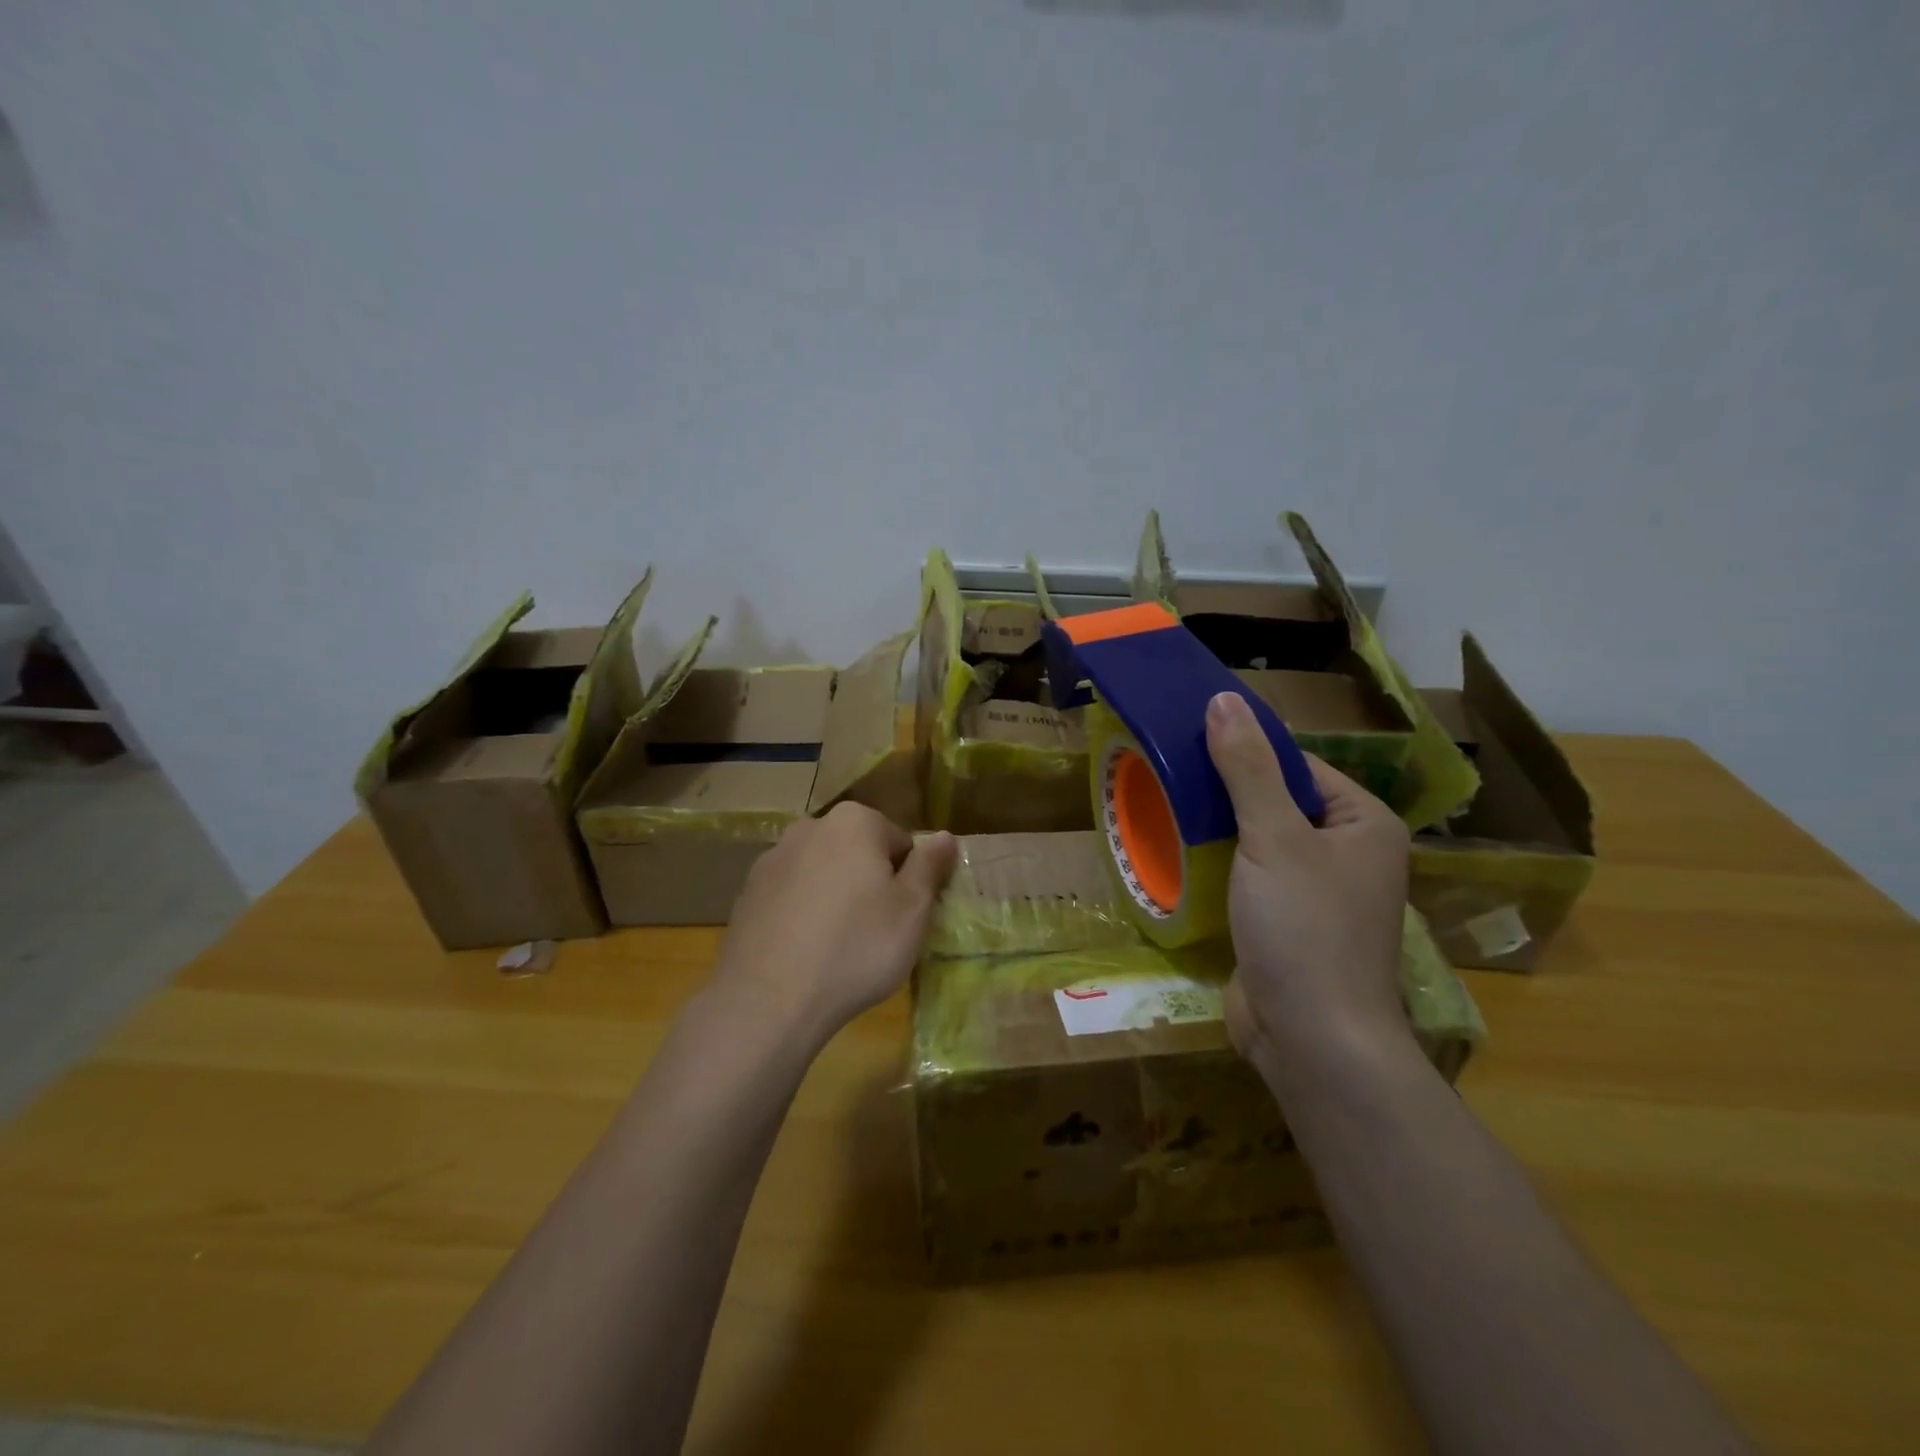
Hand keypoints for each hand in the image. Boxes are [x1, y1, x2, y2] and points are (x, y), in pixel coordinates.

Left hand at [710, 803, 956, 1046]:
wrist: (768, 1000)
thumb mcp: (912, 910)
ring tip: (839, 946)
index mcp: (854, 821)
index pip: (900, 841)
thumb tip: (945, 836)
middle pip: (858, 852)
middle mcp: (809, 827)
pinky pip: (791, 896)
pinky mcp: (747, 893)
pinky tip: (806, 952)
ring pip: (823, 873)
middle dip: (870, 883)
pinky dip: (803, 914)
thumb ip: (930, 865)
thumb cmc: (856, 947)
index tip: (904, 916)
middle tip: (877, 932)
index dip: (909, 880)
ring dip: (836, 897)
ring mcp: (772, 859)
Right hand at [1205, 691, 1412, 1074]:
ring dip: (1215, 829)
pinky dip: (1217, 865)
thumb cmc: (1304, 928)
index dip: (1245, 752)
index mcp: (1363, 823)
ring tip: (1162, 806)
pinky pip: (1249, 877)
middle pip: (1276, 801)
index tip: (1188, 743)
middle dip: (1224, 792)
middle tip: (1167, 775)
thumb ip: (1248, 769)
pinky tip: (1177, 854)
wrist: (1313, 1040)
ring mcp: (1316, 892)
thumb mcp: (1274, 838)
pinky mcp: (1285, 924)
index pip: (1297, 765)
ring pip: (1257, 841)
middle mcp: (1347, 852)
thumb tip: (1224, 699)